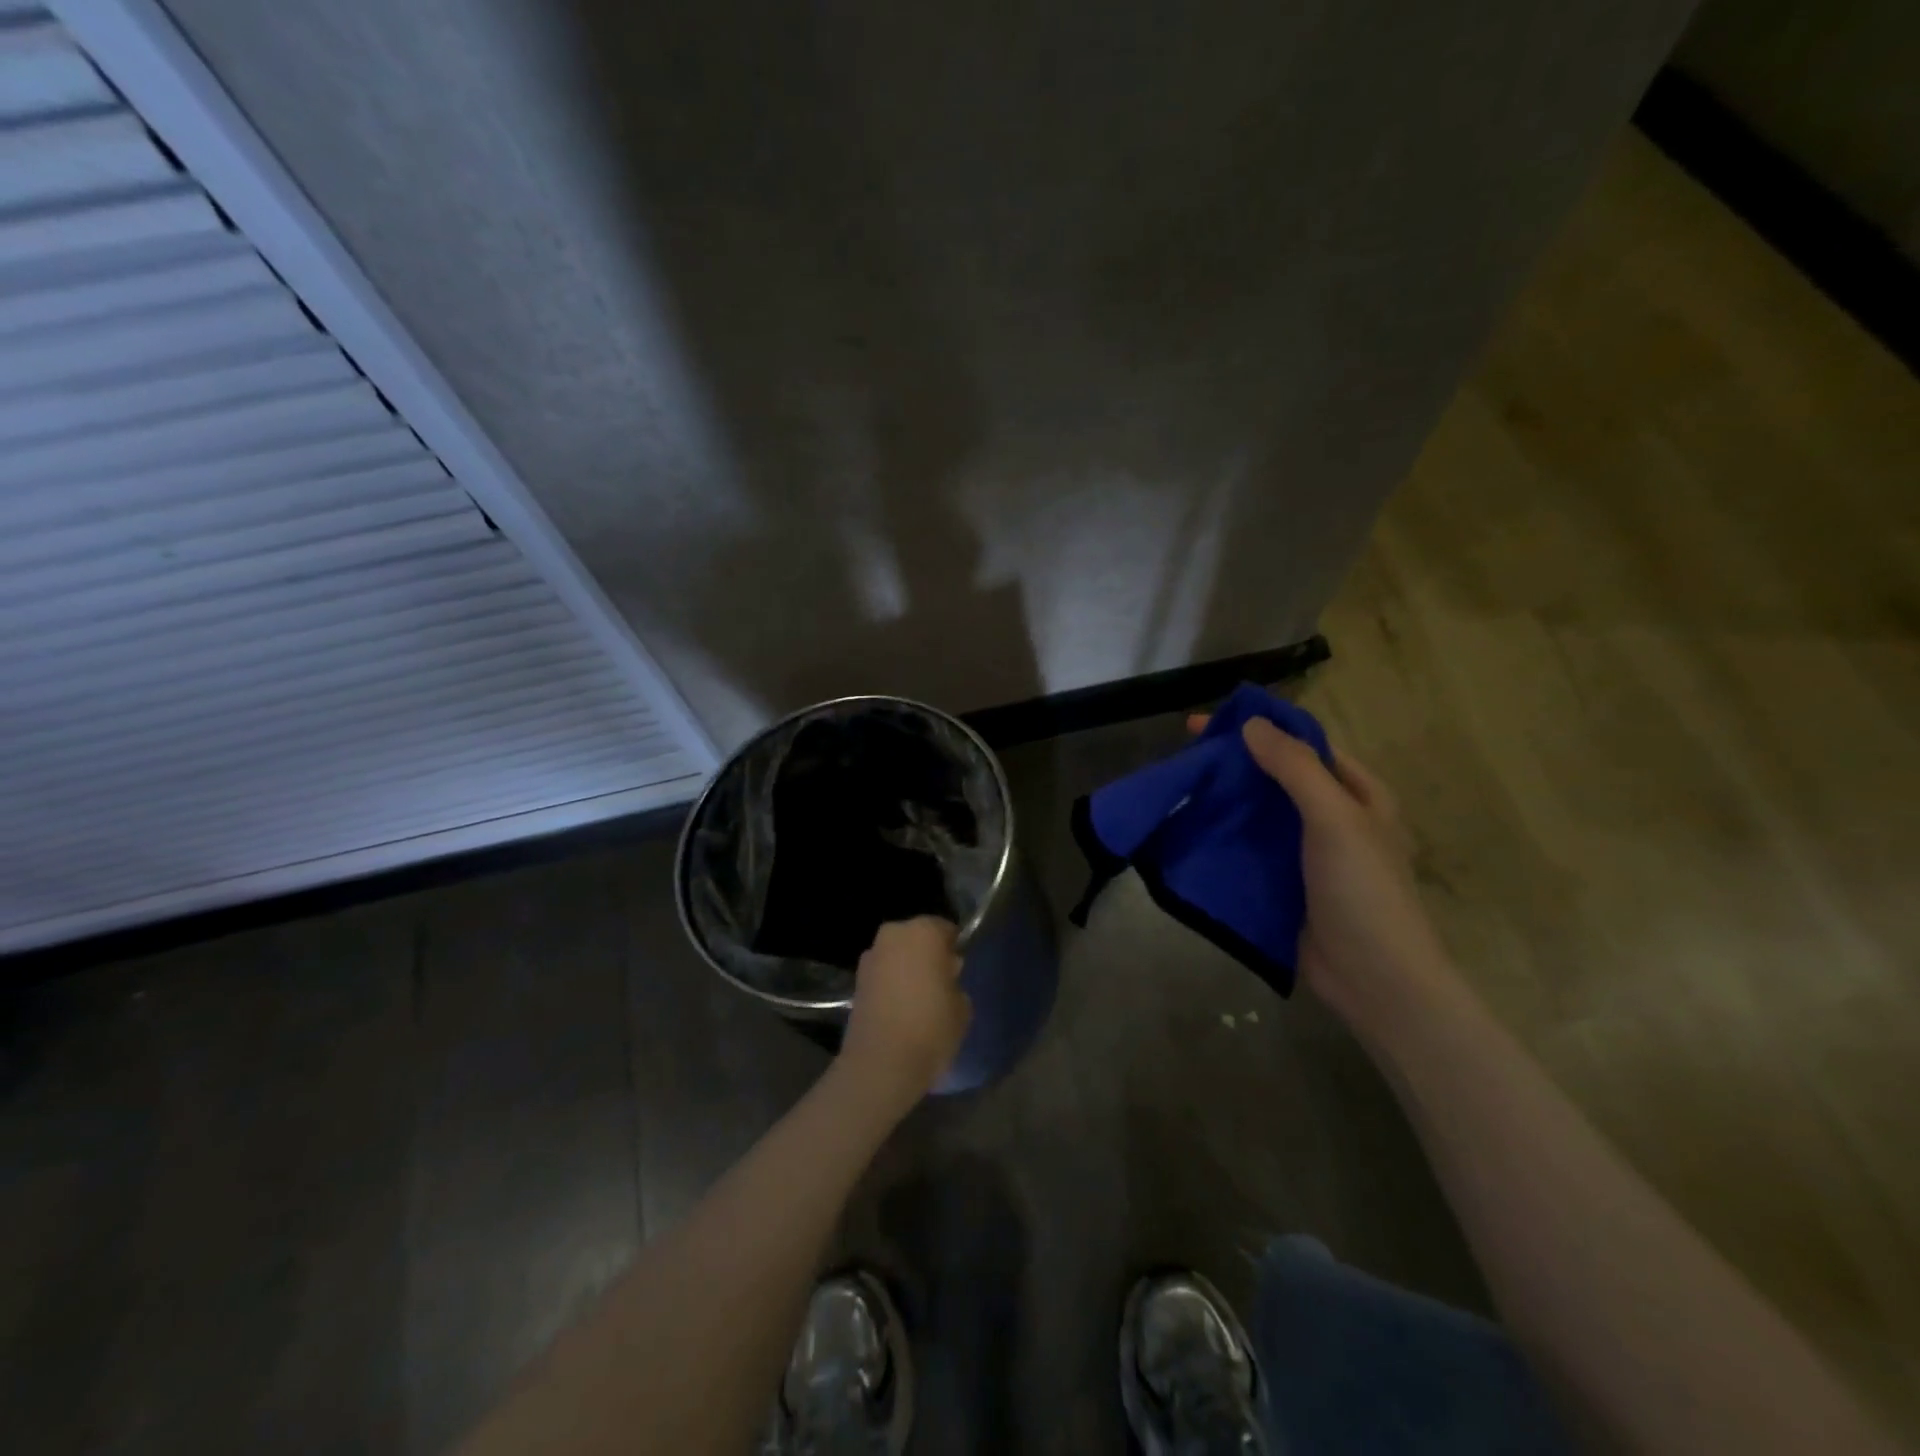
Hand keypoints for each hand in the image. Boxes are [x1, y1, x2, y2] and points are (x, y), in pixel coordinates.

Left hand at [839, 917, 971, 1117]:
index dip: (953, 948)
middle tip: (940, 983)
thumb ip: (955, 982)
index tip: (958, 970)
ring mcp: (871, 956)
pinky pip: (883, 974)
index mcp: (924, 931)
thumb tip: (944, 979)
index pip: (945, 929)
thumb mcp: (963, 1005)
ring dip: (907, 969)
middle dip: (928, 955)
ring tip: (919, 1000)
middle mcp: (894, 934)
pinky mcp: (856, 980)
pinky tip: (900, 1009)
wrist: (881, 1063)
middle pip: (917, 938)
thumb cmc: (931, 1027)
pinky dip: (891, 984)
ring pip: (897, 955)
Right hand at [1191, 713, 1455, 1030]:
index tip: (1208, 724)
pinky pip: (1250, 848)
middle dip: (1235, 762)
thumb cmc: (1363, 890)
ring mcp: (1307, 852)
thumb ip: (1295, 768)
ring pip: (1260, 812)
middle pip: (1277, 776)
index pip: (1303, 744)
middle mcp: (1332, 816)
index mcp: (1356, 793)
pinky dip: (1223, 835)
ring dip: (1225, 799)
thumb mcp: (1335, 818)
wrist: (1372, 977)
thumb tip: (1252, 724)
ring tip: (1182, 787)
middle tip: (1185, 755)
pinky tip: (1191, 829)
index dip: (1259, 727)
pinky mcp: (1284, 882)